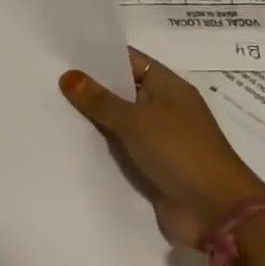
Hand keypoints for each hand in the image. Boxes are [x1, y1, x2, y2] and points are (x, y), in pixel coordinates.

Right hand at [60, 49, 264, 247]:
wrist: (218, 215)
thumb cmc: (182, 154)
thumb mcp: (136, 121)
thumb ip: (100, 100)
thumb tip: (68, 75)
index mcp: (169, 87)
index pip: (129, 60)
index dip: (98, 54)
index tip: (62, 51)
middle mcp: (163, 108)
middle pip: (120, 90)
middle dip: (88, 85)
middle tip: (46, 75)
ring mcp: (157, 138)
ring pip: (116, 120)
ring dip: (90, 117)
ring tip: (48, 104)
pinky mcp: (149, 166)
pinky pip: (118, 147)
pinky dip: (98, 144)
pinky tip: (67, 138)